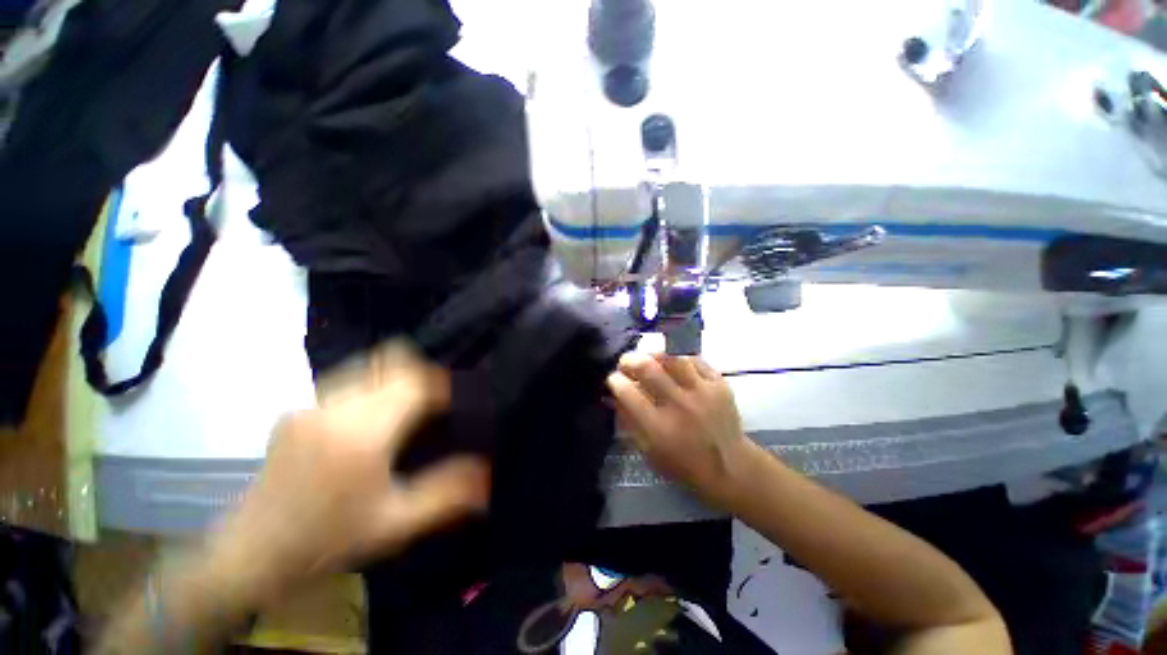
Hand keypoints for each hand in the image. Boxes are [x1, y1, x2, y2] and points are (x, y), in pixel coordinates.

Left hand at [210, 343, 490, 600]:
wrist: (251, 554)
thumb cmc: (328, 540)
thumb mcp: (395, 523)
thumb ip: (446, 494)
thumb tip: (487, 473)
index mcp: (361, 435)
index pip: (414, 382)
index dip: (441, 383)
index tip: (453, 400)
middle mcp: (333, 408)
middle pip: (390, 363)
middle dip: (420, 374)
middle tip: (435, 402)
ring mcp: (309, 405)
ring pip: (367, 365)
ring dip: (395, 377)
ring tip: (407, 406)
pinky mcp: (296, 410)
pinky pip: (346, 380)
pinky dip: (371, 384)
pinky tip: (373, 416)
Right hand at [606, 352, 749, 500]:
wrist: (730, 468)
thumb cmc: (683, 464)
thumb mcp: (648, 450)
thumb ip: (629, 421)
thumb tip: (614, 395)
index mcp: (659, 427)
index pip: (628, 393)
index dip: (615, 381)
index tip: (613, 379)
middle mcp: (679, 405)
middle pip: (647, 368)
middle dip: (629, 360)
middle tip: (625, 363)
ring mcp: (702, 391)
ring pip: (672, 357)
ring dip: (653, 354)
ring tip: (649, 359)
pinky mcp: (719, 384)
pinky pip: (694, 359)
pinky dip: (679, 358)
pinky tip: (673, 364)